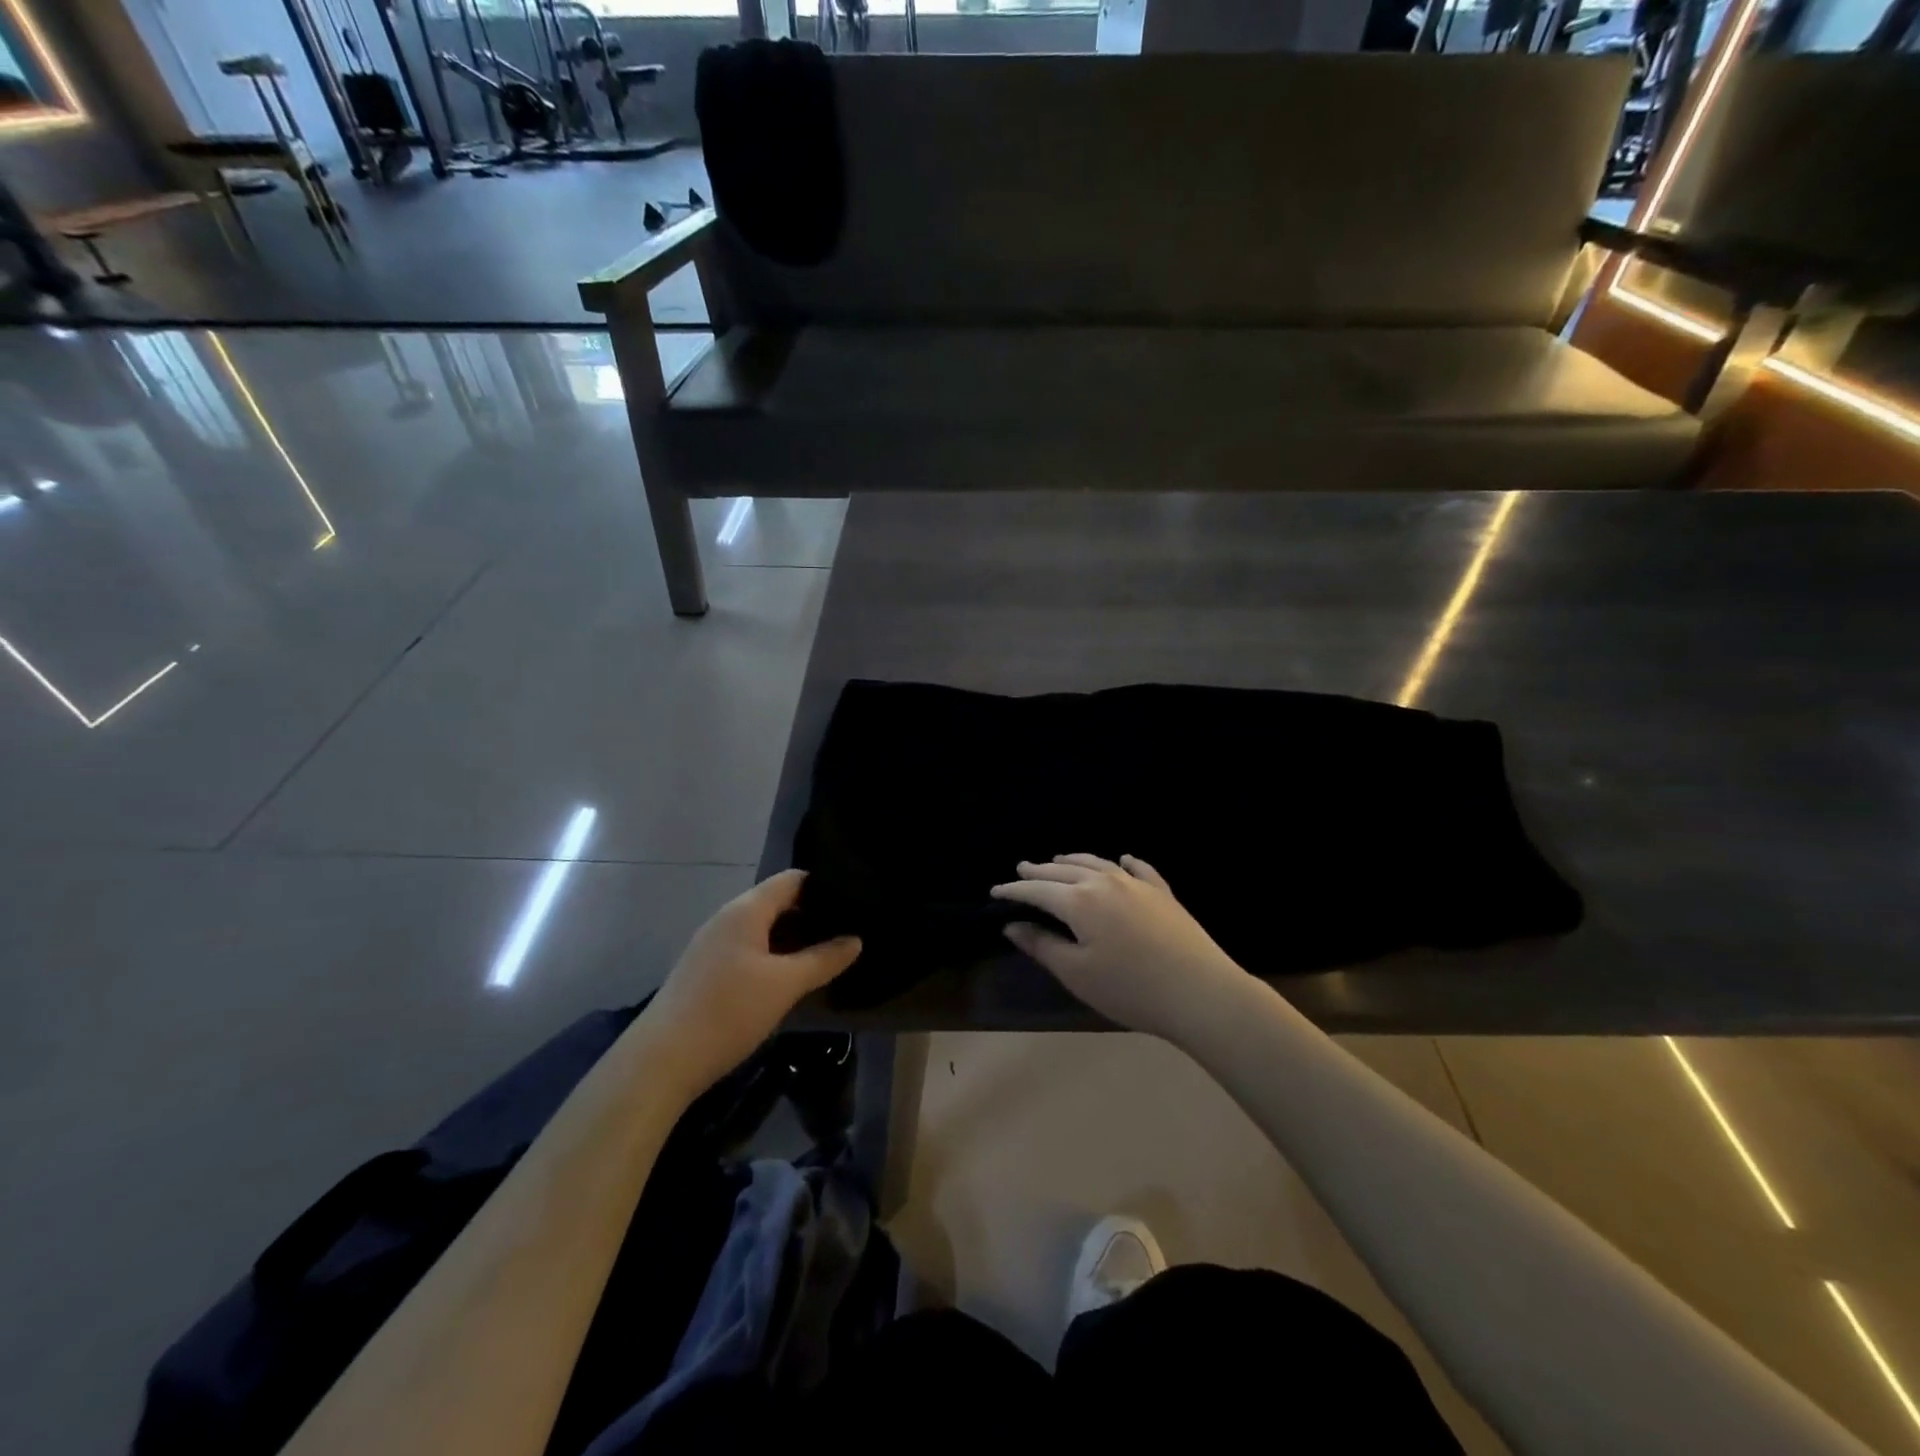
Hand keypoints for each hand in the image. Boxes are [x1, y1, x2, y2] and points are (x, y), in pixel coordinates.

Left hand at [645, 870, 860, 1094]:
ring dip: (794, 939)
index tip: (854, 901)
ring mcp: (713, 944)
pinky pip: (749, 949)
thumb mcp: (785, 985)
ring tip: (828, 954)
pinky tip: (792, 977)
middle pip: (778, 902)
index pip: (792, 880)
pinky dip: (774, 955)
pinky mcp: (706, 970)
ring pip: (763, 929)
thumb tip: (855, 940)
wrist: (661, 1061)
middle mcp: (728, 918)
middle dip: (812, 915)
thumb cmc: (728, 1011)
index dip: (824, 886)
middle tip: (849, 931)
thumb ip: (823, 959)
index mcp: (746, 910)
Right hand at [991, 854, 1246, 1043]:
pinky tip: (1122, 859)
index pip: (1038, 890)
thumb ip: (1042, 946)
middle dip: (1040, 870)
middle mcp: (1106, 882)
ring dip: (1074, 860)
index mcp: (1080, 901)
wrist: (1199, 991)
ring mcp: (1138, 885)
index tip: (995, 891)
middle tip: (1021, 869)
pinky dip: (1124, 862)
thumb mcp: (1076, 973)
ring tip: (1058, 859)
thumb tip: (1013, 925)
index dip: (1015, 890)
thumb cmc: (1129, 988)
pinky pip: (1139, 869)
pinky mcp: (1163, 894)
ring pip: (1098, 863)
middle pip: (1065, 870)